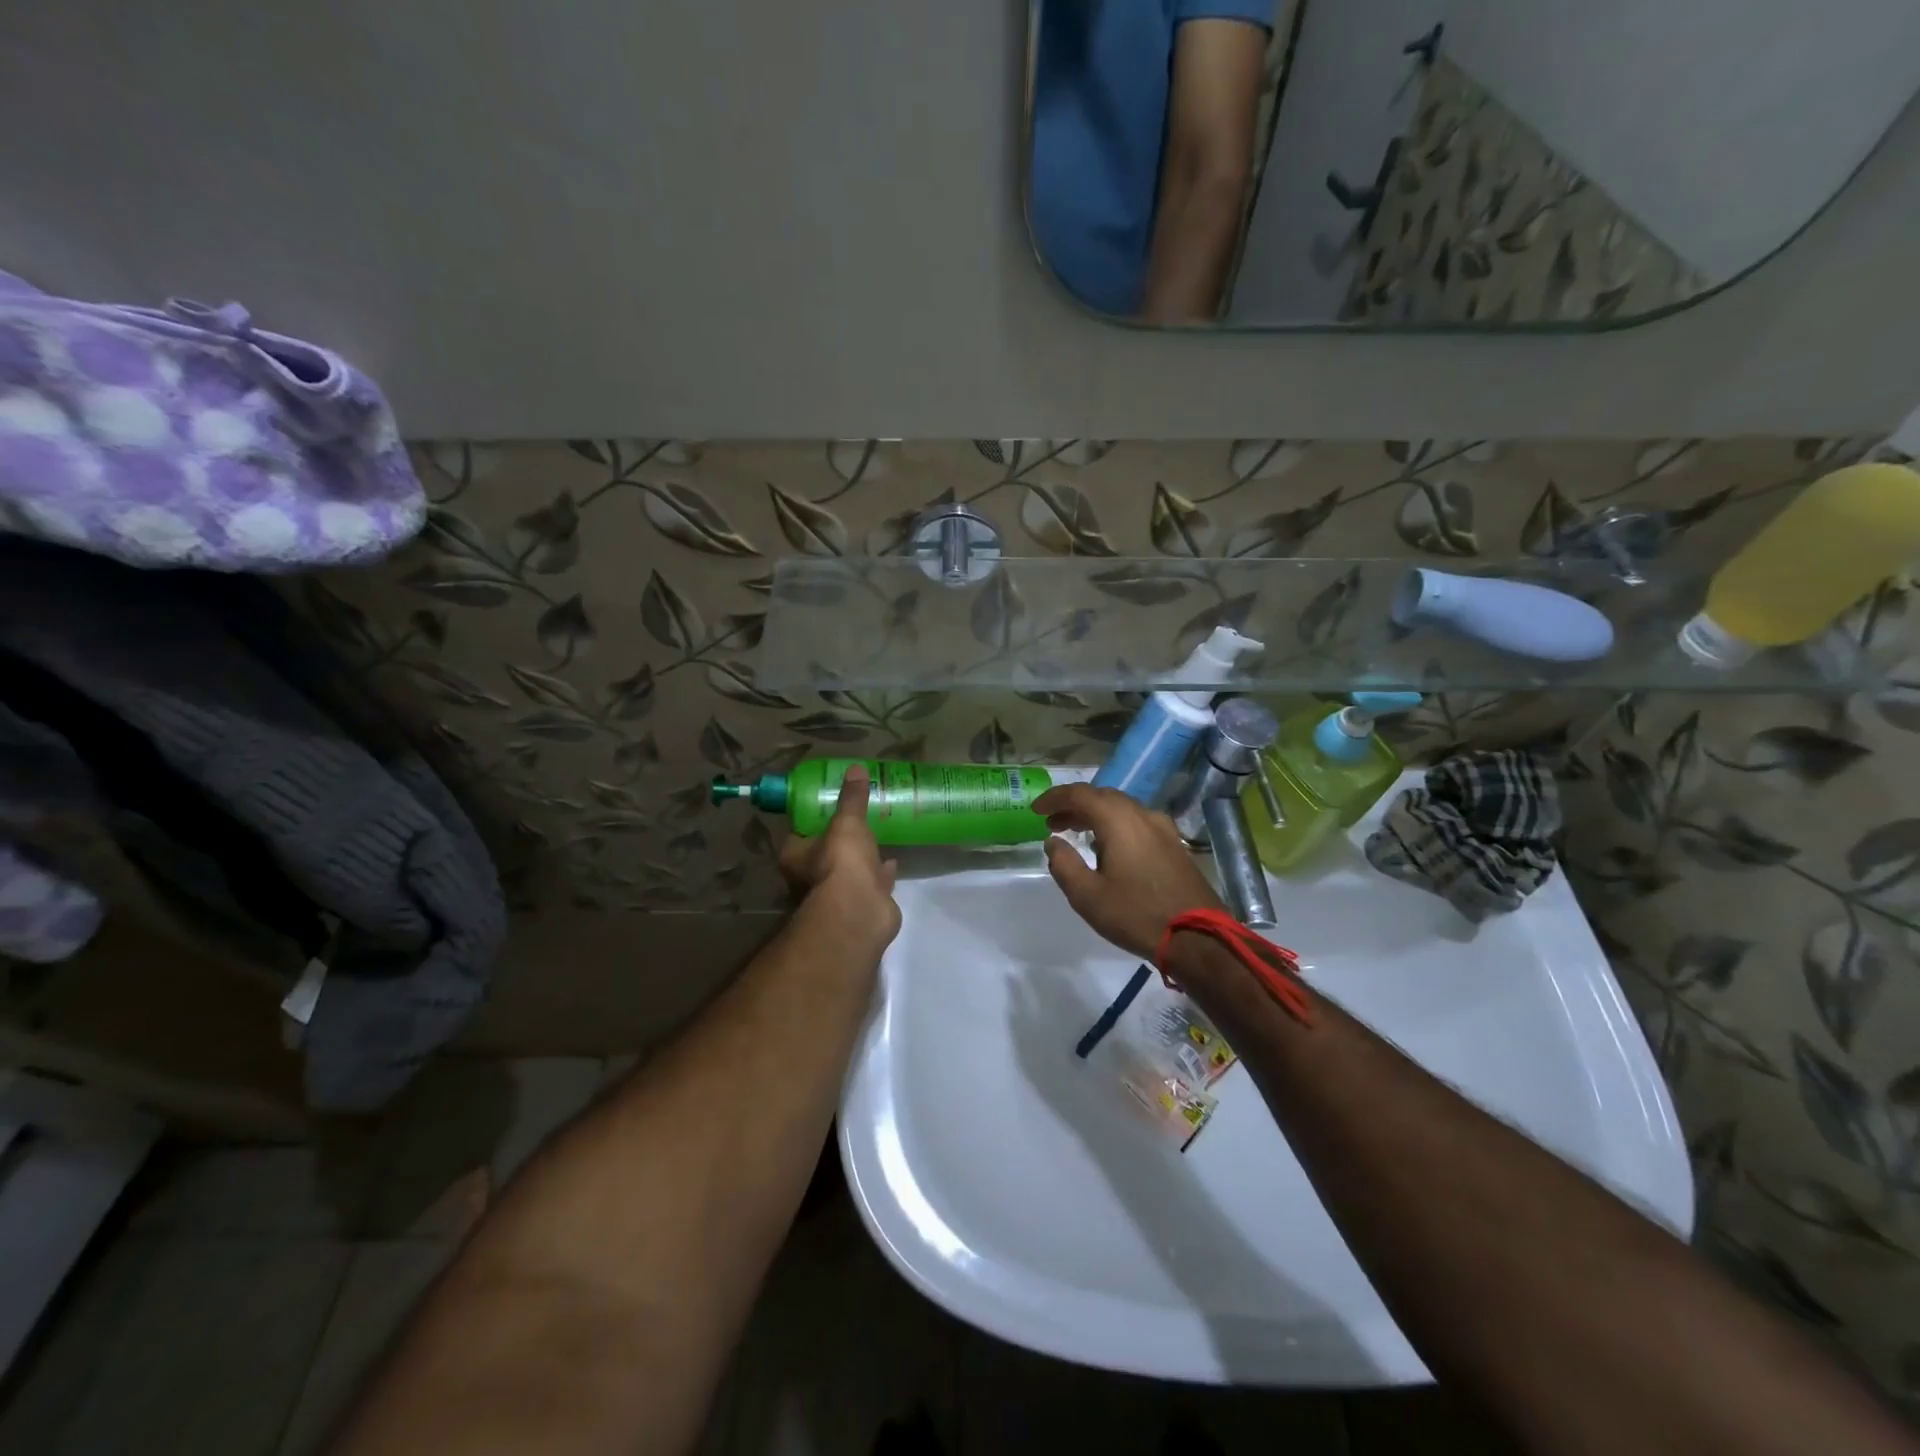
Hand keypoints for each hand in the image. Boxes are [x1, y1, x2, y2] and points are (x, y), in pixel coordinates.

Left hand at [778, 766, 901, 952]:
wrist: (860, 911)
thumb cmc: (841, 862)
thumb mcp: (847, 822)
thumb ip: (852, 798)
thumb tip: (856, 768)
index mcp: (796, 857)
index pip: (799, 834)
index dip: (812, 821)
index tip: (829, 807)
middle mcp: (810, 878)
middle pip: (823, 854)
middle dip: (839, 842)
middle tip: (856, 821)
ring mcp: (836, 895)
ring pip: (847, 871)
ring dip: (860, 859)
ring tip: (877, 837)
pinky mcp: (860, 905)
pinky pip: (870, 883)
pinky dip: (880, 874)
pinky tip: (892, 861)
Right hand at [1033, 783, 1223, 960]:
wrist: (1197, 937)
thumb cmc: (1136, 914)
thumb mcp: (1087, 896)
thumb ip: (1064, 864)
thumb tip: (1053, 842)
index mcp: (1118, 820)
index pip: (1080, 794)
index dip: (1054, 798)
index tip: (1036, 811)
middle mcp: (1142, 814)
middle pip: (1102, 797)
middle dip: (1074, 806)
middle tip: (1053, 823)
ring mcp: (1163, 828)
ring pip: (1122, 809)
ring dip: (1096, 815)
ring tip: (1076, 833)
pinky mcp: (1174, 845)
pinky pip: (1137, 823)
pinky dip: (1115, 826)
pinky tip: (1108, 847)